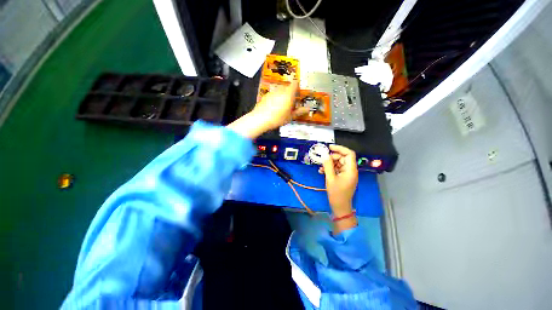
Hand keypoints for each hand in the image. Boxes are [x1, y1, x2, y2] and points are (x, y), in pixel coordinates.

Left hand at [227, 81, 307, 138]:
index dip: (298, 86)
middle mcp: (280, 90)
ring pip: (280, 90)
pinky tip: (275, 106)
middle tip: (293, 101)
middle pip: (287, 87)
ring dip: (283, 95)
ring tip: (284, 105)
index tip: (299, 91)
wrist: (260, 119)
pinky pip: (273, 94)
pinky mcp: (266, 95)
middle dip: (290, 92)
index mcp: (289, 93)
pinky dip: (276, 97)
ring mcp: (272, 92)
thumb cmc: (277, 118)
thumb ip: (299, 111)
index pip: (295, 83)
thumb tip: (308, 109)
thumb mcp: (290, 116)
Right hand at [321, 145, 357, 216]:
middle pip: (343, 158)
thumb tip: (325, 155)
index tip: (330, 147)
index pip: (349, 153)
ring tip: (321, 167)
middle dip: (333, 157)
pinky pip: (339, 170)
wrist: (341, 207)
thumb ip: (328, 166)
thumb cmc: (337, 194)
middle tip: (323, 160)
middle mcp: (351, 170)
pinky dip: (332, 169)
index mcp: (351, 170)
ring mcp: (348, 175)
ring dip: (331, 164)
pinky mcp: (345, 179)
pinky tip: (323, 171)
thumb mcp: (330, 179)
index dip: (340, 148)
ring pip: (340, 164)